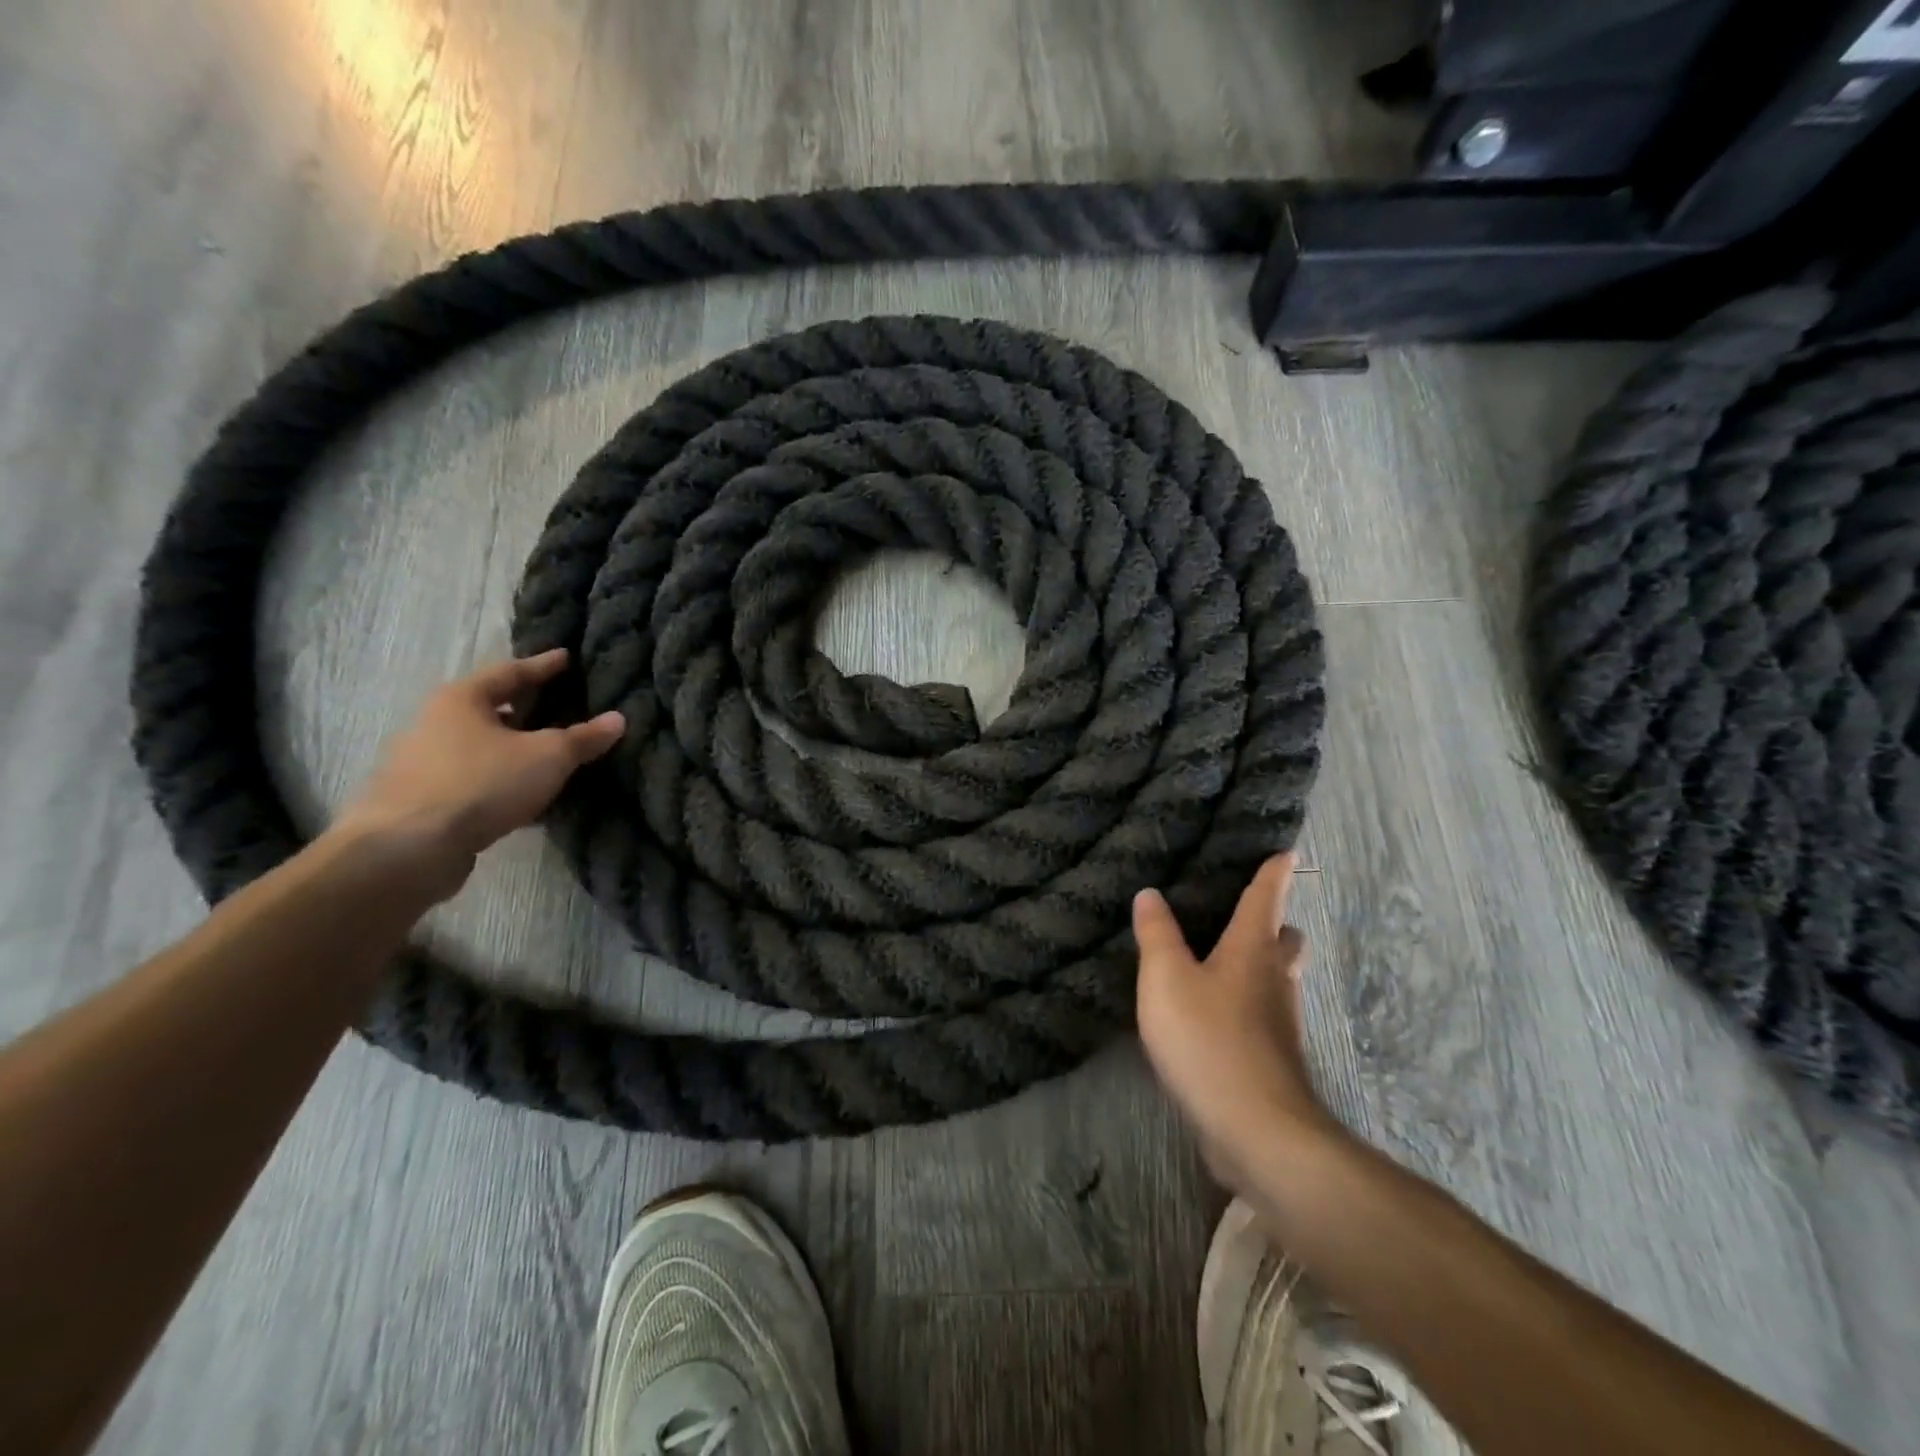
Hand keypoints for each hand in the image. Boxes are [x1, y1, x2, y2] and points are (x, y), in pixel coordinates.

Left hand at [331, 649, 623, 899]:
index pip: (510, 672)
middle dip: (525, 707)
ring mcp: (422, 762)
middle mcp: (435, 722)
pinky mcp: (421, 799)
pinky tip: (522, 792)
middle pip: (489, 707)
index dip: (543, 666)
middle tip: (559, 705)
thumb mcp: (548, 757)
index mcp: (461, 698)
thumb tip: (618, 719)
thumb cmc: (482, 783)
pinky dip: (499, 778)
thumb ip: (583, 738)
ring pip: (479, 745)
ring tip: (546, 752)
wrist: (409, 848)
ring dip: (511, 747)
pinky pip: (472, 778)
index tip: (566, 657)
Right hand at [1134, 854, 1336, 1191]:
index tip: (1287, 852)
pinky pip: (1264, 1014)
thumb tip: (1151, 893)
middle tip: (1245, 915)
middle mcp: (1274, 979)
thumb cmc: (1209, 1041)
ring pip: (1277, 979)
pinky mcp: (1274, 1059)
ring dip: (1260, 965)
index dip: (1274, 873)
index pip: (1266, 898)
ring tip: (1222, 960)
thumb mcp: (1166, 980)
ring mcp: (1280, 1023)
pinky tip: (1216, 1014)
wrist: (1258, 1131)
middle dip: (1274, 924)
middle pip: (1284, 940)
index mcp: (1252, 950)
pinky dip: (1247, 1002)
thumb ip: (1157, 934)